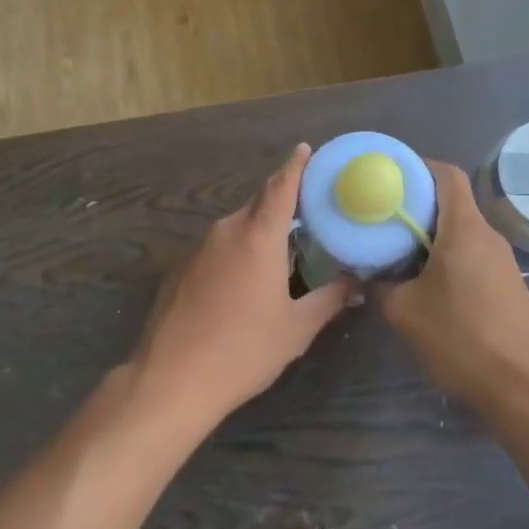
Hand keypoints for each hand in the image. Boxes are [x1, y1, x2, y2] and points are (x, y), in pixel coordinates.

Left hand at [130, 145, 351, 433]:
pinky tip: (248, 279)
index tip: (306, 148)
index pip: (281, 186)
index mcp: (258, 236)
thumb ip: (329, 299)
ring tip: (284, 249)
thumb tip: (356, 283)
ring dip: (260, 229)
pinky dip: (239, 249)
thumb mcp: (296, 328)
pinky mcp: (182, 267)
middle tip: (310, 210)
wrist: (171, 379)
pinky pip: (219, 246)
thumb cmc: (243, 350)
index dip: (295, 165)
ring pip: (238, 225)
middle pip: (259, 203)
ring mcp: (199, 248)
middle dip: (282, 200)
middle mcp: (227, 230)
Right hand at [380, 162, 528, 415]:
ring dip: (431, 234)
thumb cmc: (462, 340)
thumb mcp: (405, 313)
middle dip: (416, 204)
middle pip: (452, 202)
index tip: (389, 177)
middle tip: (381, 216)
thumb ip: (378, 287)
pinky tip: (426, 283)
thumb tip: (361, 274)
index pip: (447, 174)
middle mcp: (487, 236)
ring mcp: (502, 261)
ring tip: (397, 250)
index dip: (418, 167)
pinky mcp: (508, 286)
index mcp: (464, 228)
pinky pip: (472, 255)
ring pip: (461, 231)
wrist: (525, 389)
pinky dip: (447, 256)